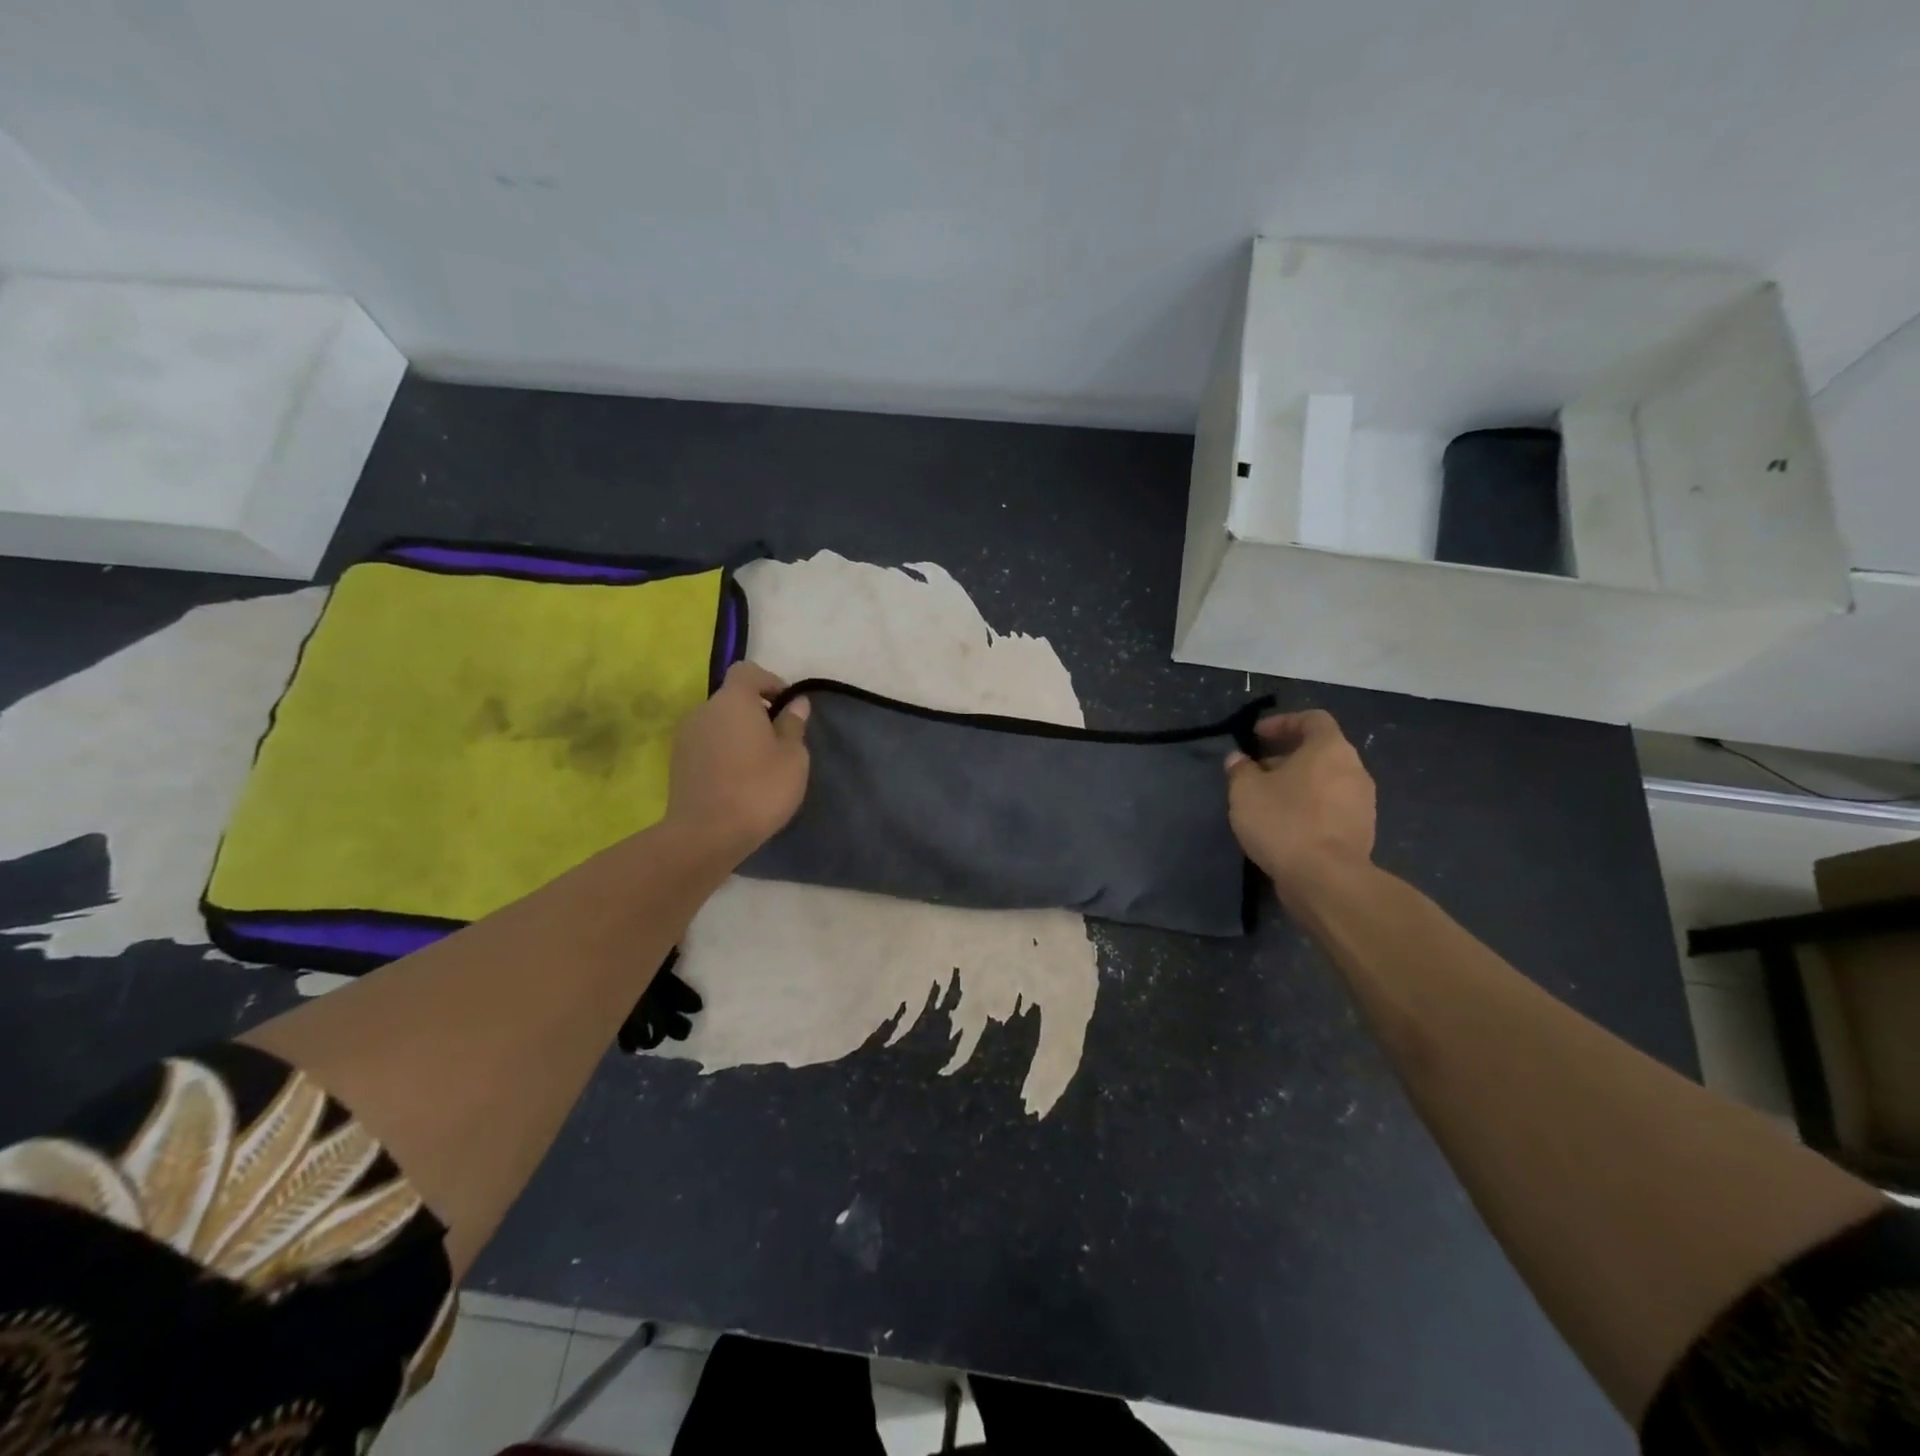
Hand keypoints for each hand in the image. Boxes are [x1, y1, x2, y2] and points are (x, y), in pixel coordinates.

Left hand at [666, 661, 810, 860]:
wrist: (706, 834)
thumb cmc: (759, 789)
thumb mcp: (792, 757)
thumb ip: (793, 725)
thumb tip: (796, 703)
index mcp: (733, 700)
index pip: (748, 671)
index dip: (769, 682)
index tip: (786, 706)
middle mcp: (704, 710)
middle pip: (732, 698)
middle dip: (755, 712)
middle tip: (778, 741)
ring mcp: (686, 736)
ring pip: (718, 723)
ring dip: (738, 734)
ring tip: (758, 764)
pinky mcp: (677, 762)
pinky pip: (707, 744)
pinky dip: (723, 752)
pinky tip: (738, 779)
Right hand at [1225, 709, 1375, 898]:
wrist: (1326, 879)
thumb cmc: (1284, 822)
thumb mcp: (1245, 791)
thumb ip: (1240, 769)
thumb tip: (1238, 759)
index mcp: (1330, 749)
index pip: (1313, 719)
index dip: (1283, 722)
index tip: (1257, 736)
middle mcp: (1354, 769)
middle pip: (1321, 751)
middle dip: (1287, 756)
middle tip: (1257, 770)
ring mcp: (1363, 802)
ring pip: (1327, 781)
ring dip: (1299, 784)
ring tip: (1268, 800)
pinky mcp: (1361, 831)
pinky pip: (1332, 807)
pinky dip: (1310, 807)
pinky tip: (1286, 825)